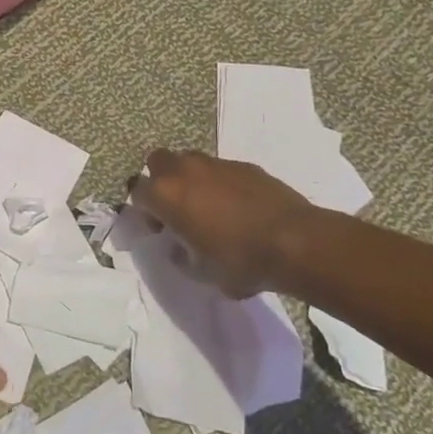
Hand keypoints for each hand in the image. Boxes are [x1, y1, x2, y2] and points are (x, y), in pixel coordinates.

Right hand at [130, 149, 317, 296]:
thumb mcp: (201, 272)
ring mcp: (217, 164)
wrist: (295, 241)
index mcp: (166, 195)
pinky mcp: (245, 165)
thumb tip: (179, 247)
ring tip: (208, 206)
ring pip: (190, 161)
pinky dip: (220, 183)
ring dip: (190, 178)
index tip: (159, 229)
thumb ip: (182, 256)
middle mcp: (186, 170)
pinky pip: (221, 169)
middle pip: (158, 161)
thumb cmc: (239, 261)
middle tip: (176, 207)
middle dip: (160, 180)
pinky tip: (238, 206)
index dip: (144, 210)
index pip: (137, 192)